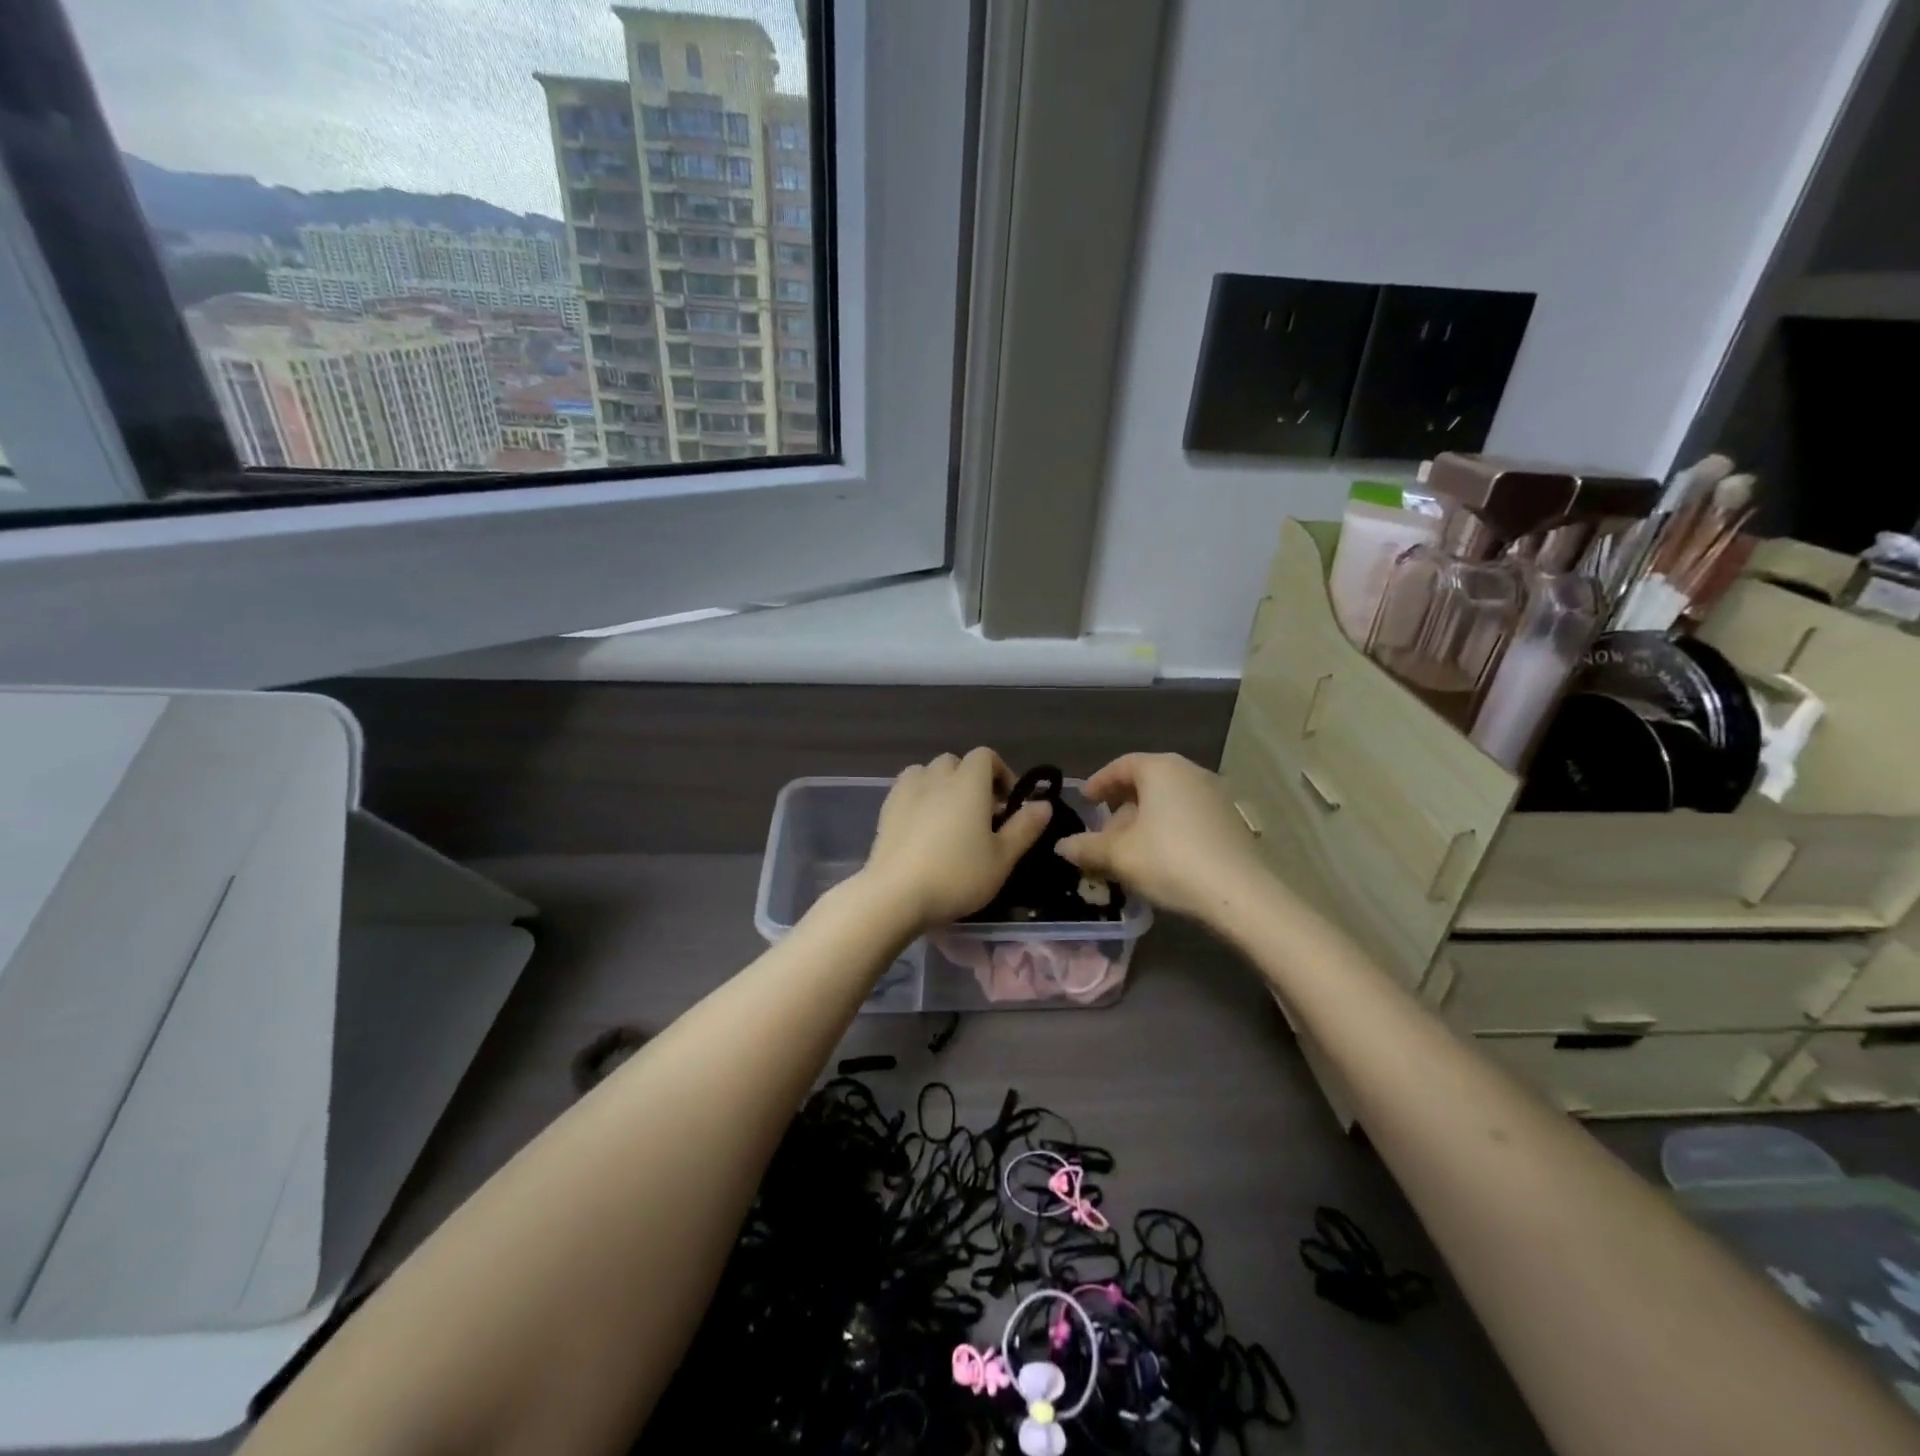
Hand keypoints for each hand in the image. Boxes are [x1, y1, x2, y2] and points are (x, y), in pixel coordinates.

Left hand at [861, 749, 1053, 933]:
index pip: (986, 756)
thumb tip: (1044, 803)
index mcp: (968, 782)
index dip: (1000, 773)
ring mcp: (906, 790)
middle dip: (971, 780)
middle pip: (956, 762)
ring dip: (942, 785)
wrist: (895, 895)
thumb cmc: (957, 875)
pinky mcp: (886, 808)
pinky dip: (919, 797)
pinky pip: (907, 789)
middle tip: (980, 815)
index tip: (1007, 804)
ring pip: (928, 772)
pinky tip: (923, 828)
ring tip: (949, 818)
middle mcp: (936, 777)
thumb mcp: (1002, 858)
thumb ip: (1024, 827)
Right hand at [1054, 753, 1267, 921]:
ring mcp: (1215, 794)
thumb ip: (1086, 847)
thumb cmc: (1170, 861)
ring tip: (1129, 850)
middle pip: (1147, 781)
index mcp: (1161, 769)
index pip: (1122, 765)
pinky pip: (1188, 814)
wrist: (1240, 894)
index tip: (1084, 801)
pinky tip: (1160, 857)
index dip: (1099, 782)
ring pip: (1168, 800)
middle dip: (1121, 805)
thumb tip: (1061, 846)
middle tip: (1104, 831)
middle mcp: (1190, 772)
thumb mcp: (1119, 856)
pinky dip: (1168, 827)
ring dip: (1144, 820)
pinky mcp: (1230, 819)